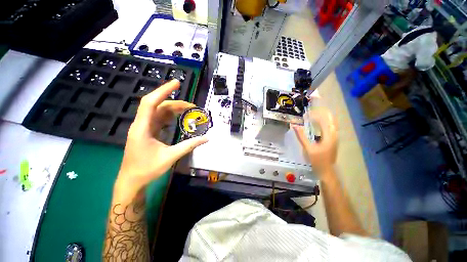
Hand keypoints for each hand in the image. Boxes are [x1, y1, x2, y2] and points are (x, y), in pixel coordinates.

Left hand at [115, 80, 207, 198]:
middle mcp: (142, 124)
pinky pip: (159, 119)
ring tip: (189, 110)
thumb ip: (189, 145)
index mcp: (143, 128)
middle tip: (192, 106)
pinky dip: (170, 116)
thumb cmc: (147, 169)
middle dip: (176, 103)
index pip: (151, 102)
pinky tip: (179, 118)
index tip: (177, 83)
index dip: (163, 91)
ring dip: (174, 109)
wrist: (131, 180)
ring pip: (159, 112)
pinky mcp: (148, 132)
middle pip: (158, 106)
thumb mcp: (171, 157)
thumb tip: (206, 138)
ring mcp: (144, 127)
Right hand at [293, 110, 337, 174]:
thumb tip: (294, 126)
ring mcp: (334, 138)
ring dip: (323, 118)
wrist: (326, 171)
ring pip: (331, 123)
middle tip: (312, 110)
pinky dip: (323, 123)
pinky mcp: (332, 140)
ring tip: (314, 115)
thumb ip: (301, 136)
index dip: (315, 115)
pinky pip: (329, 128)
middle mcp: (334, 135)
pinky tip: (317, 124)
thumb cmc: (317, 160)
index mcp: (329, 136)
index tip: (306, 113)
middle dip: (322, 113)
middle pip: (330, 119)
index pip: (324, 120)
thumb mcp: (308, 148)